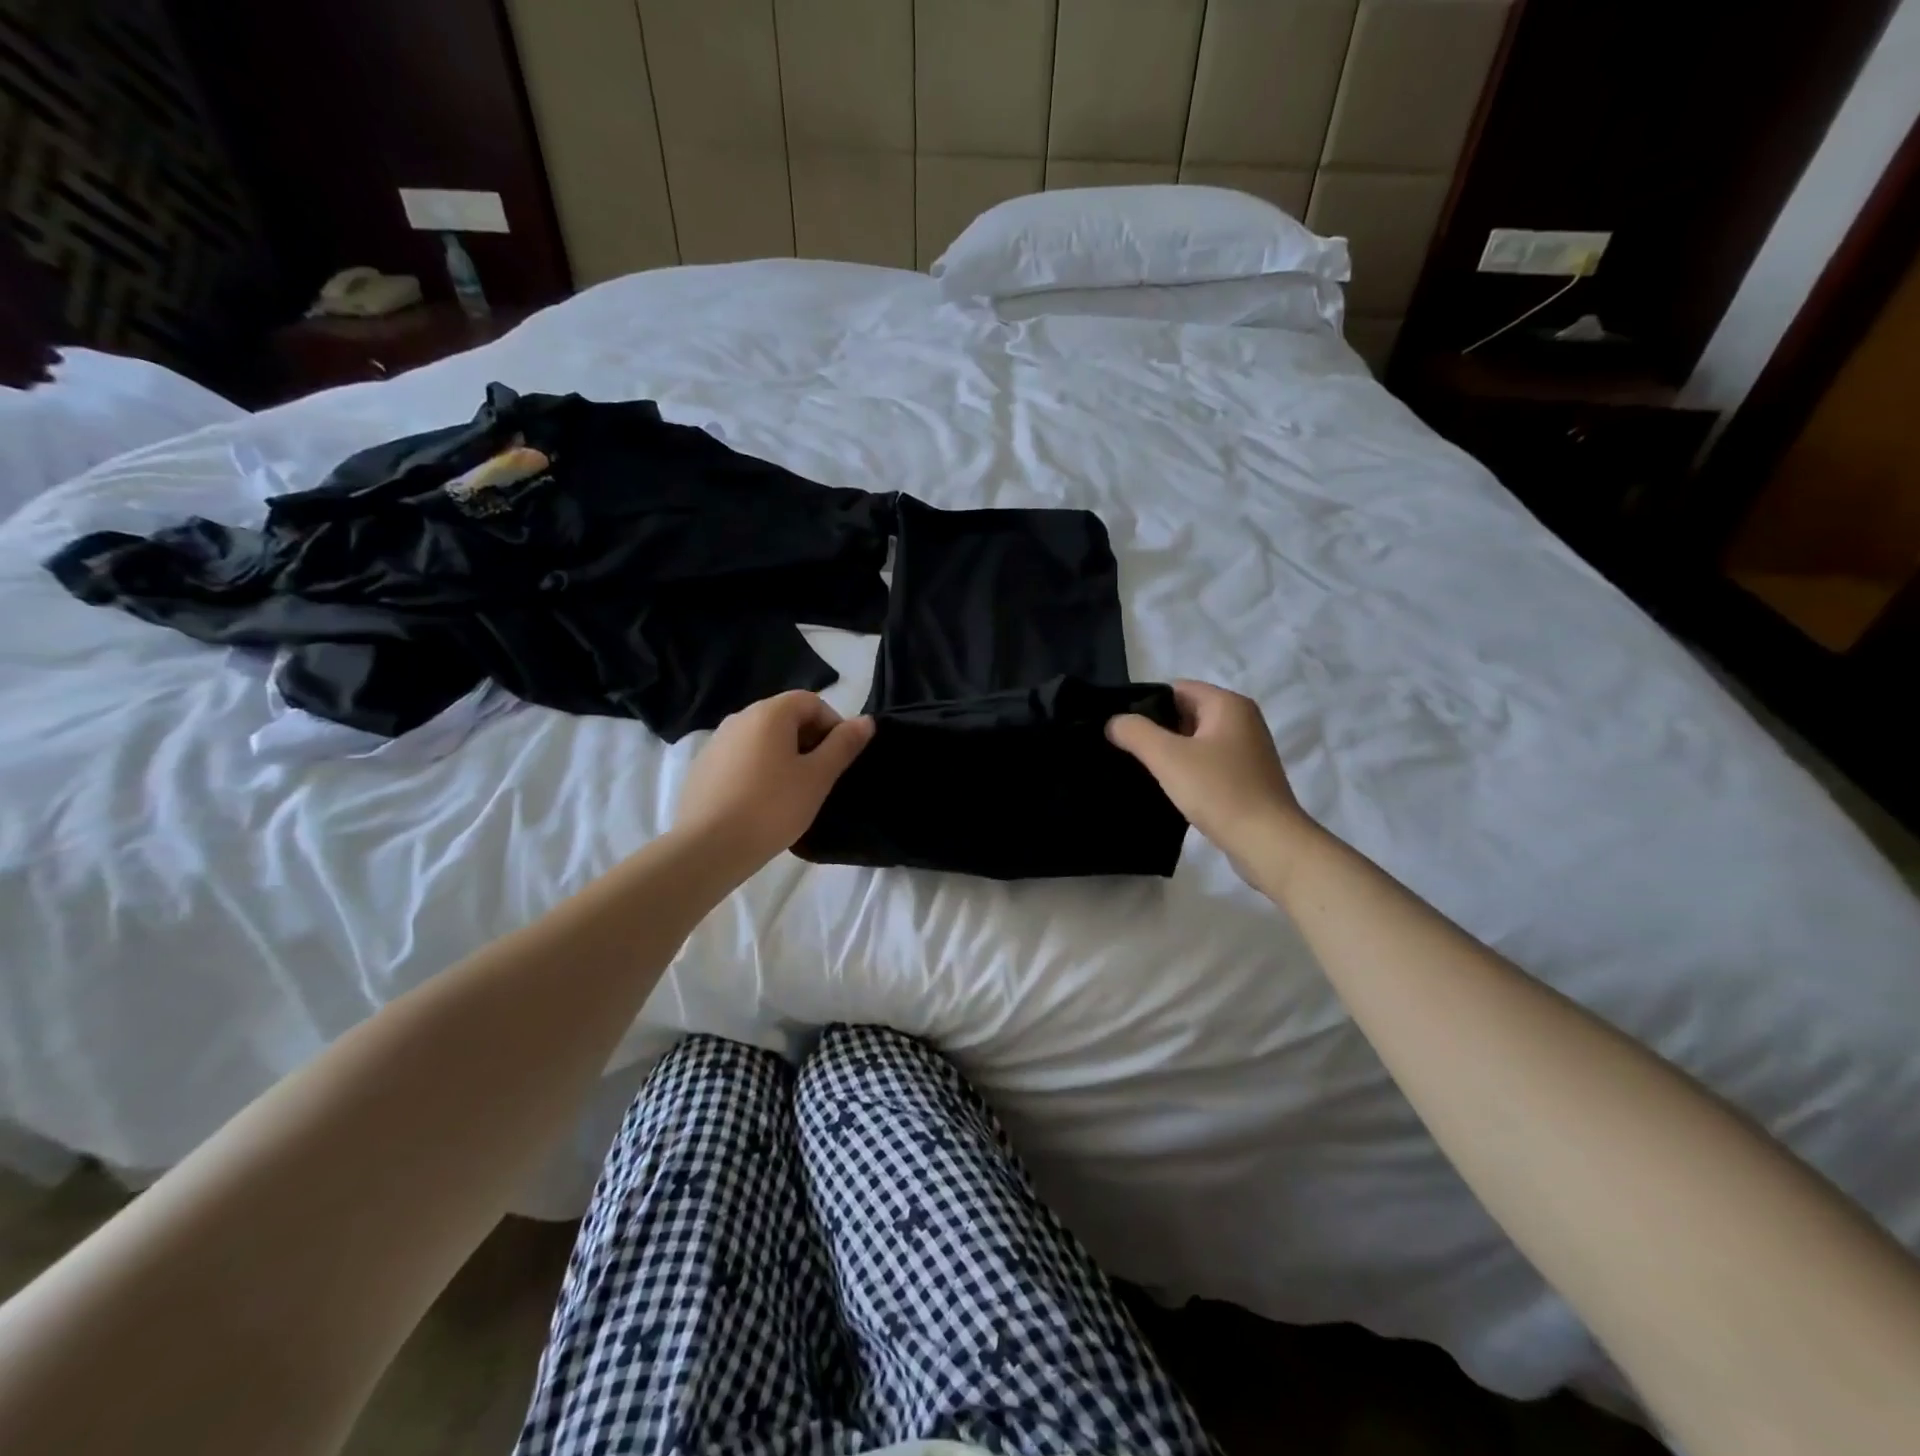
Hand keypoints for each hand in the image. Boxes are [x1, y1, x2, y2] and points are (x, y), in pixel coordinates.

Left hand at [674, 692, 873, 872]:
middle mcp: (739, 718)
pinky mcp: (703, 768)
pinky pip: (741, 758)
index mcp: (769, 713)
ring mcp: (716, 742)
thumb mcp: (818, 777)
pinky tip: (762, 803)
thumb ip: (843, 745)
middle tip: (820, 778)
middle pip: (785, 716)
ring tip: (792, 793)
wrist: (707, 847)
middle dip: (809, 740)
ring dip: (784, 756)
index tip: (839, 759)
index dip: (833, 725)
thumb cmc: (772, 807)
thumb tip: (866, 721)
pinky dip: (759, 770)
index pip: (811, 701)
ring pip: (762, 739)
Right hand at [1107, 681, 1313, 877]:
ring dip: (1171, 752)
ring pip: (1196, 740)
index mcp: (1228, 704)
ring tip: (1142, 770)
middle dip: (1157, 729)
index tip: (1121, 727)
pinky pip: (1208, 763)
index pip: (1176, 688)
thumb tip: (1114, 721)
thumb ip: (1135, 733)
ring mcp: (1248, 750)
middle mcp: (1242, 720)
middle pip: (1186, 713)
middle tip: (1126, 750)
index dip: (1145, 704)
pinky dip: (1188, 770)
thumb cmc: (1219, 791)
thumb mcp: (1167, 757)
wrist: (1268, 842)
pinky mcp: (1247, 777)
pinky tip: (1171, 789)